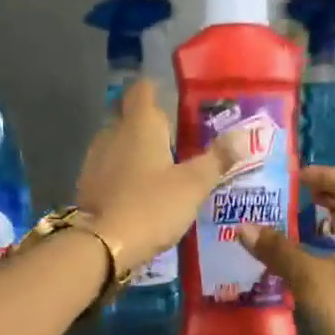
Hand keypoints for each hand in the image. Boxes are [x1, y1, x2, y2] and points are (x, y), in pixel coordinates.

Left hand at [75, 79, 247, 274]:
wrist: (101, 245)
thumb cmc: (151, 206)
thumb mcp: (192, 185)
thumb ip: (218, 158)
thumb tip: (247, 135)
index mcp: (139, 124)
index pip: (143, 89)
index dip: (156, 89)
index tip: (172, 98)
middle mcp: (112, 133)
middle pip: (129, 115)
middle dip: (148, 121)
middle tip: (174, 135)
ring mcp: (94, 159)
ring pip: (117, 141)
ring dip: (135, 148)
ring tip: (159, 164)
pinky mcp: (87, 184)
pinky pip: (108, 167)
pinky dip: (122, 171)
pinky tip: (138, 188)